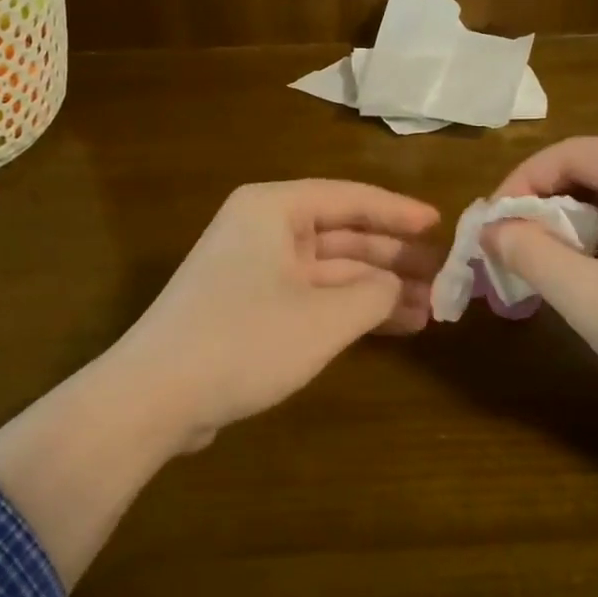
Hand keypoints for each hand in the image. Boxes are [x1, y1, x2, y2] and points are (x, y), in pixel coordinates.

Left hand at [110, 180, 441, 449]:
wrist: (153, 398)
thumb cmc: (244, 340)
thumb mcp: (324, 318)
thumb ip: (375, 293)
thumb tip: (400, 285)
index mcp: (274, 209)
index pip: (350, 198)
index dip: (399, 212)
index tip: (441, 225)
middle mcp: (263, 228)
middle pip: (342, 234)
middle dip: (393, 257)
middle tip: (444, 276)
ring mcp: (255, 268)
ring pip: (330, 268)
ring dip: (377, 287)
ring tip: (430, 308)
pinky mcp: (251, 306)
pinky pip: (312, 295)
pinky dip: (350, 308)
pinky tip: (393, 325)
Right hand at [484, 138, 597, 418]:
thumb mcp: (590, 298)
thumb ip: (529, 255)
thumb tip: (488, 229)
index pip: (568, 154)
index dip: (519, 185)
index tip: (489, 226)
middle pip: (586, 172)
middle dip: (541, 209)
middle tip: (506, 248)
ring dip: (565, 228)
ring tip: (537, 265)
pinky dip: (594, 240)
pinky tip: (581, 274)